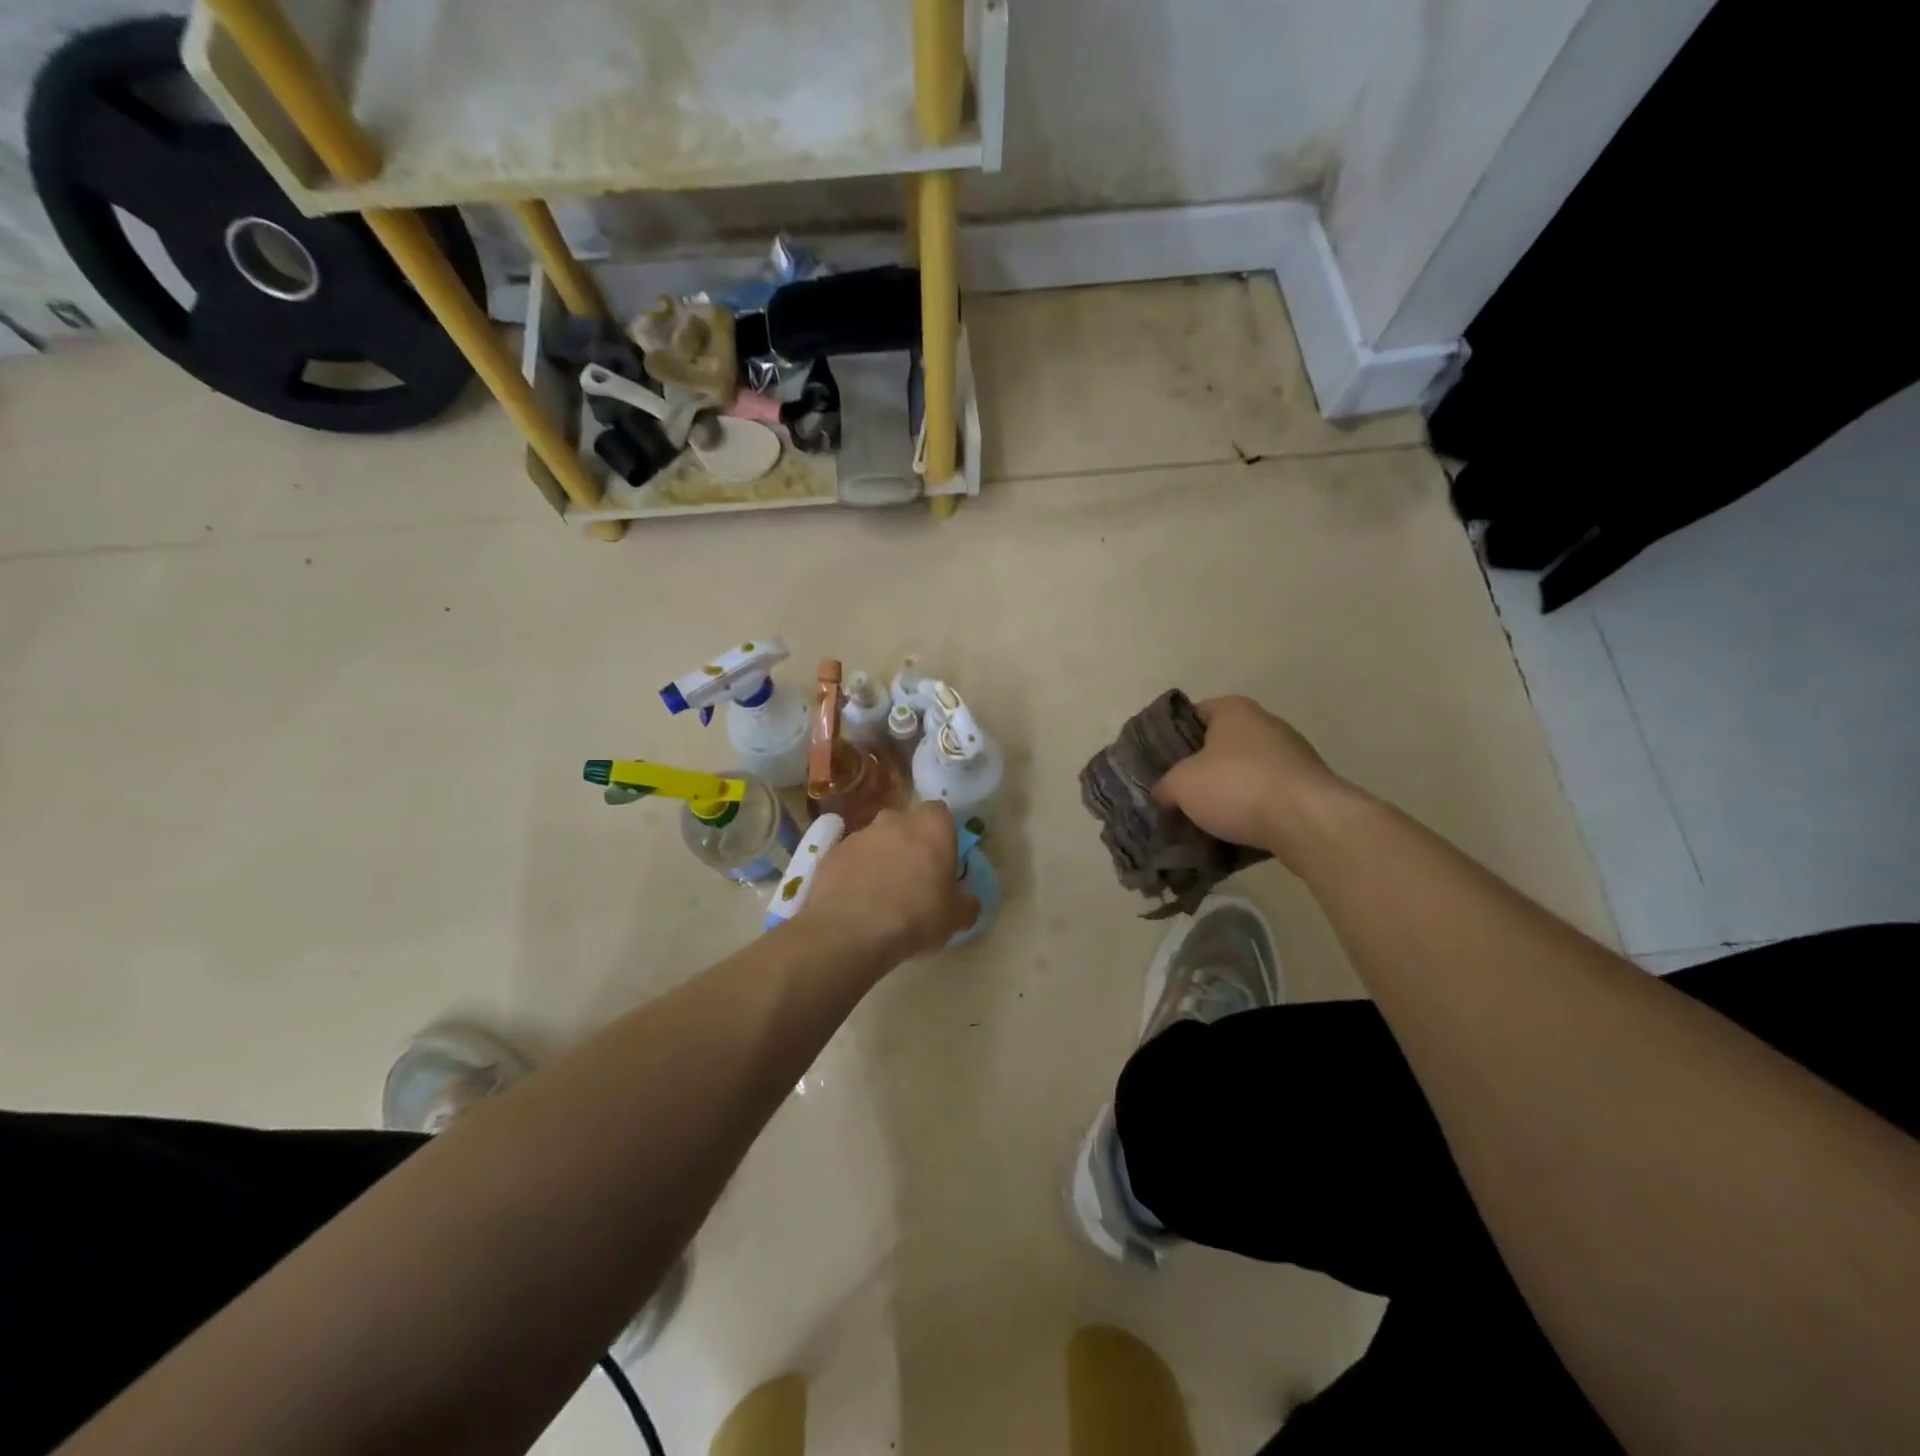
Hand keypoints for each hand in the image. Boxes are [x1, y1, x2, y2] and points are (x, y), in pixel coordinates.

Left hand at [799, 801, 978, 963]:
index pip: (940, 813)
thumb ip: (966, 903)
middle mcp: (894, 820)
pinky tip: (855, 902)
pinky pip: (849, 858)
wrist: (851, 931)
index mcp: (932, 826)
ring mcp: (858, 834)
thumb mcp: (956, 918)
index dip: (941, 835)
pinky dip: (854, 873)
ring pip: (875, 840)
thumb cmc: (915, 916)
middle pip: (905, 823)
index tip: (941, 860)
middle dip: (909, 843)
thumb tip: (967, 900)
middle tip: (912, 877)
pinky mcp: (830, 852)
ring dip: (880, 858)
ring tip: (880, 895)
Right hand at [1152, 696, 1350, 859]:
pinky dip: (1252, 811)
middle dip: (1200, 768)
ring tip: (1203, 819)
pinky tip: (1234, 832)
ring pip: (1245, 772)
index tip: (1159, 761)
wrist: (1307, 821)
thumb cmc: (1237, 786)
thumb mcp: (1181, 785)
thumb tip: (1165, 794)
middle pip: (1221, 744)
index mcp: (1234, 710)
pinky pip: (1268, 796)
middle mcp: (1266, 724)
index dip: (1173, 735)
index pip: (1193, 713)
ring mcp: (1293, 755)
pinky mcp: (1308, 788)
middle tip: (1177, 793)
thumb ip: (1165, 785)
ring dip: (1227, 793)